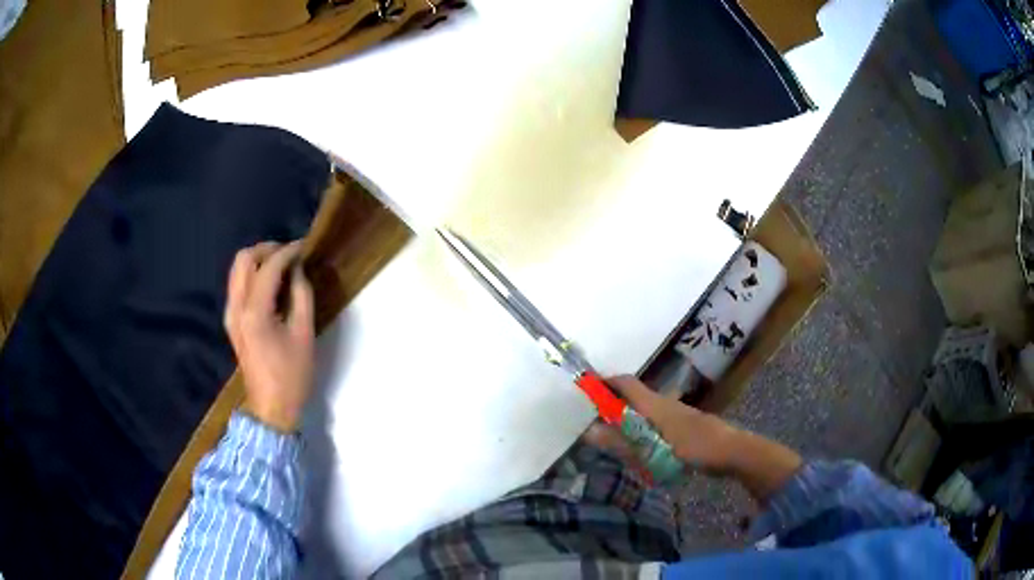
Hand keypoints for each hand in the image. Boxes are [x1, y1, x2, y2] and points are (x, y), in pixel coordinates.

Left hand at [224, 241, 314, 432]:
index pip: (268, 267)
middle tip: (290, 255)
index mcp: (254, 312)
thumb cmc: (292, 375)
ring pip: (237, 269)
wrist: (271, 407)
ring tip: (282, 266)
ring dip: (258, 260)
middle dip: (267, 249)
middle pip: (243, 259)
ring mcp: (230, 314)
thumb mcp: (304, 334)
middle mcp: (236, 307)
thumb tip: (298, 270)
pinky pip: (237, 284)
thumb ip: (302, 295)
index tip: (304, 246)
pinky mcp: (231, 321)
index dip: (287, 252)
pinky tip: (271, 284)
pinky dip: (253, 275)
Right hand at [604, 376, 802, 501]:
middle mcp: (664, 403)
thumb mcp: (652, 450)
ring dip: (628, 419)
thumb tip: (589, 431)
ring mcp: (677, 413)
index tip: (586, 389)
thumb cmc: (692, 448)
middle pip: (633, 396)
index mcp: (654, 404)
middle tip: (595, 422)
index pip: (625, 383)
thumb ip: (621, 443)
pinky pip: (656, 421)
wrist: (732, 451)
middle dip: (613, 404)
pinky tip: (642, 448)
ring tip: (614, 439)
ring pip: (645, 410)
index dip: (605, 382)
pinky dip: (643, 429)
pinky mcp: (684, 425)